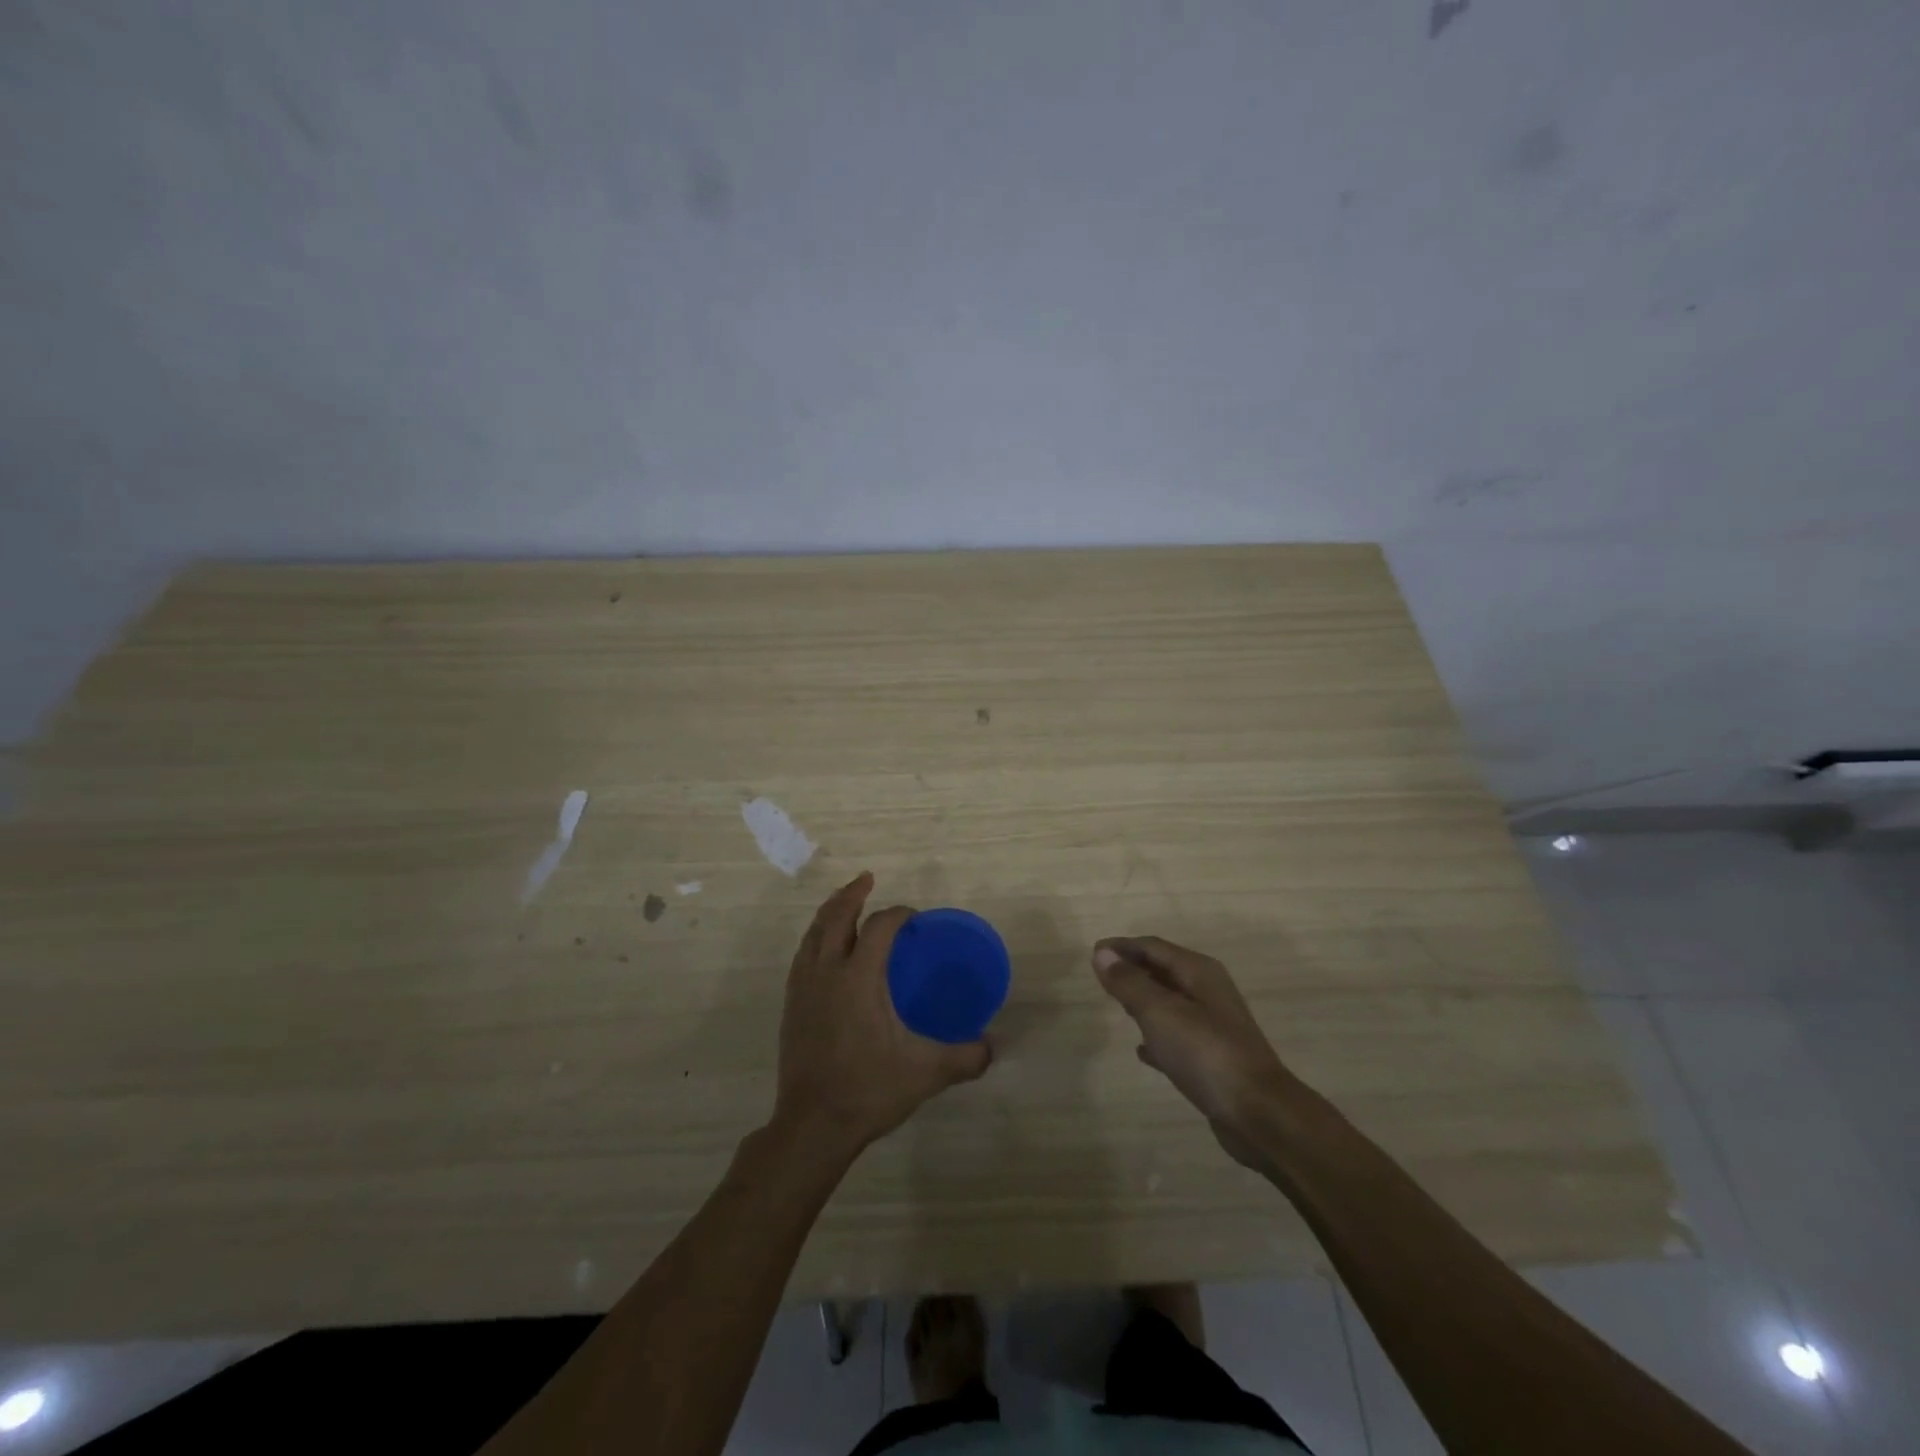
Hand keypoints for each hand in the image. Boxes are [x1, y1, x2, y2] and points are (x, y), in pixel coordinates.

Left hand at [773, 872, 992, 1155]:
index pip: (879, 927)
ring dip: (831, 912)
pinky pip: (802, 955)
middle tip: (868, 880)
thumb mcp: (925, 1073)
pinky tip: (824, 950)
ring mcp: (803, 988)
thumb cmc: (868, 1090)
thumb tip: (992, 1046)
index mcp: (858, 978)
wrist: (812, 1126)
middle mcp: (827, 972)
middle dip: (853, 894)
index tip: (915, 918)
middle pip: (836, 917)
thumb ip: (965, 1057)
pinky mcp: (791, 1006)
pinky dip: (815, 938)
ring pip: (813, 933)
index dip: (898, 914)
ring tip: (845, 905)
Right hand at [1093, 936, 1293, 1169]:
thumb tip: (1102, 954)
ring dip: (1144, 999)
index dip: (1122, 947)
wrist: (1258, 1114)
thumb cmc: (1205, 1053)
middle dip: (1133, 969)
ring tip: (1117, 1004)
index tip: (1093, 952)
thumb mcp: (1160, 1013)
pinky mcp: (1213, 1059)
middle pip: (1163, 970)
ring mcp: (1214, 1026)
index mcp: (1199, 972)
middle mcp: (1208, 992)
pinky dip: (1157, 1035)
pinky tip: (1141, 1050)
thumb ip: (1129, 983)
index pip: (1153, 947)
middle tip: (1101, 975)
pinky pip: (1177, 1036)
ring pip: (1170, 1002)